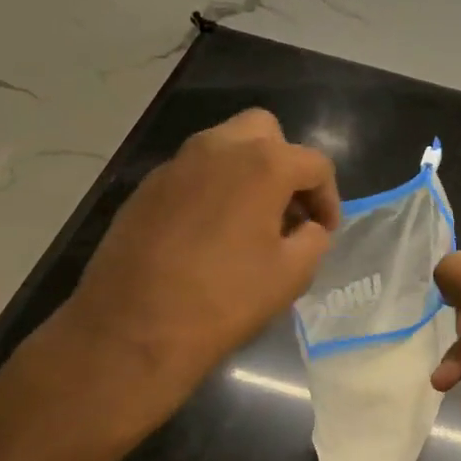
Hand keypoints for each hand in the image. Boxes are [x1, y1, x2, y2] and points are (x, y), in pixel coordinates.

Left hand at [56, 109, 339, 433]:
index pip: (314, 164)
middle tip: (288, 209)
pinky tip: (210, 232)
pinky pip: (193, 172)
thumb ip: (313, 240)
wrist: (132, 328)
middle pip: (265, 132)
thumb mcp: (291, 275)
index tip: (325, 231)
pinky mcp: (145, 187)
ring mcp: (176, 164)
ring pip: (224, 146)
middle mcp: (218, 148)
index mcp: (263, 164)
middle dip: (285, 163)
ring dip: (247, 172)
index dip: (328, 197)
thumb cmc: (224, 299)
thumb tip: (308, 229)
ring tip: (250, 220)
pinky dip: (213, 188)